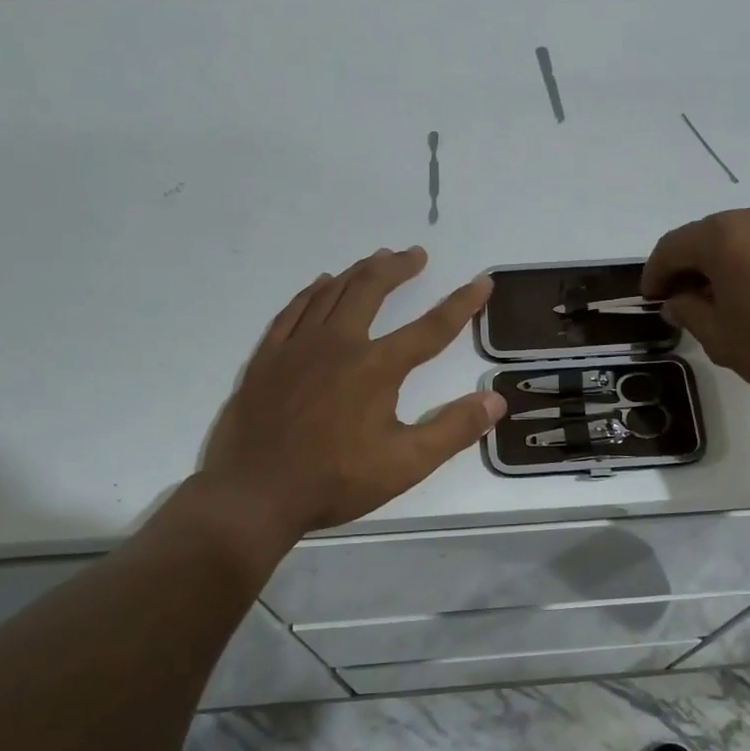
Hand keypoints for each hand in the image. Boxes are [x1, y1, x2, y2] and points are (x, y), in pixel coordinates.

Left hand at [198, 247, 505, 540]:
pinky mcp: (267, 358)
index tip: (481, 282)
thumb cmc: (335, 481)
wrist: (254, 494)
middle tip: (415, 256)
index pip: (430, 328)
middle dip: (397, 268)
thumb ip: (454, 429)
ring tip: (377, 259)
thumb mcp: (406, 464)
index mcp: (376, 367)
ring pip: (331, 293)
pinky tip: (320, 285)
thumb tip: (495, 399)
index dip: (461, 304)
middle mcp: (338, 344)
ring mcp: (297, 347)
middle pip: (371, 290)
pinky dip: (311, 292)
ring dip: (358, 272)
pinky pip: (293, 311)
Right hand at [641, 199, 749, 416]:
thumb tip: (678, 299)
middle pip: (706, 236)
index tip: (651, 300)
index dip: (655, 274)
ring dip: (722, 263)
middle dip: (689, 267)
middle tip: (682, 302)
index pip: (672, 247)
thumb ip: (688, 310)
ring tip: (722, 300)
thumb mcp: (720, 337)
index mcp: (725, 235)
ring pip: (740, 237)